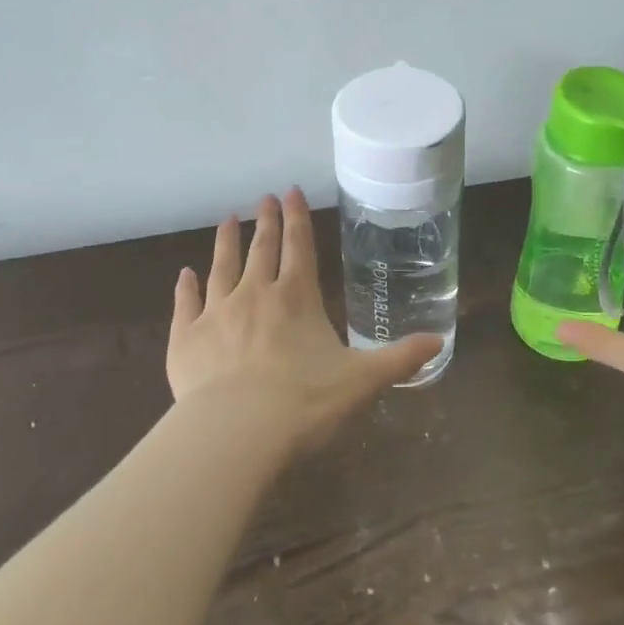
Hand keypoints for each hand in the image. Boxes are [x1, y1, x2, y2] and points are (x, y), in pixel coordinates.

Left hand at [167, 188, 441, 453]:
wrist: (236, 433)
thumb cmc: (304, 403)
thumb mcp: (363, 381)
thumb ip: (400, 358)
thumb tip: (439, 340)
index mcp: (297, 297)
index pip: (300, 245)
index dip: (297, 217)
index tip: (291, 191)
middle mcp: (255, 293)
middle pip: (262, 248)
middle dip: (266, 221)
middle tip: (264, 198)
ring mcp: (216, 313)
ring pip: (221, 266)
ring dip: (226, 241)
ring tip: (227, 219)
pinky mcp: (185, 339)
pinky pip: (185, 304)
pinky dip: (185, 287)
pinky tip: (184, 274)